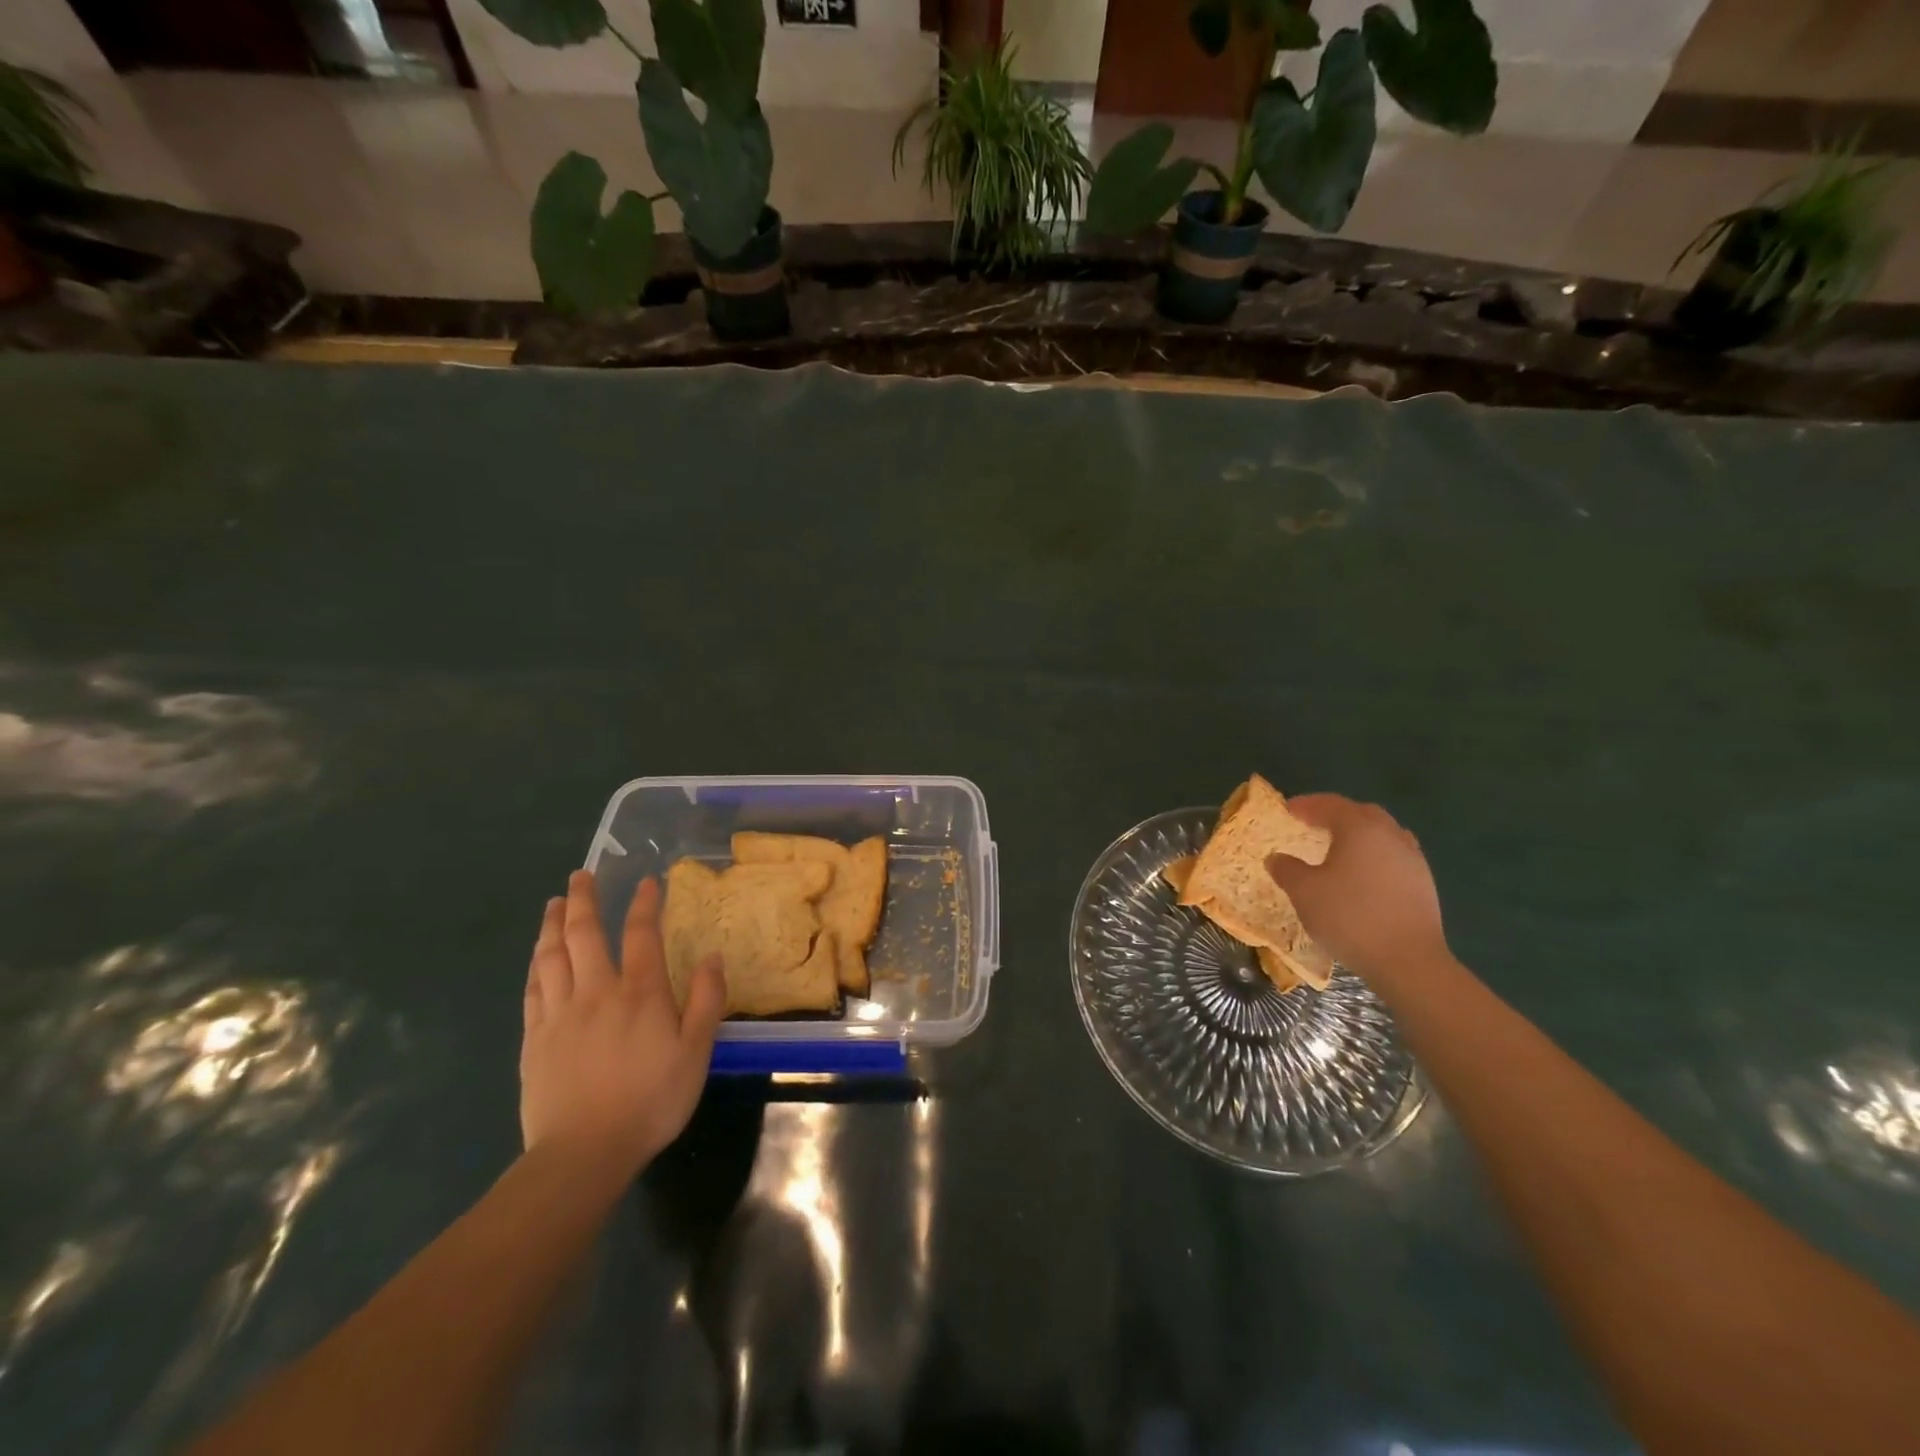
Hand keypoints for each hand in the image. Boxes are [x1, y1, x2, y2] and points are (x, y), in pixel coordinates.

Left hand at [520, 870, 725, 1175]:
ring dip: (553, 925)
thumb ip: (705, 1001)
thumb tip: (712, 956)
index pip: (642, 934)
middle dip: (584, 900)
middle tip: (580, 875)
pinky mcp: (535, 1039)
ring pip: (552, 957)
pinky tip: (538, 957)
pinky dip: (536, 965)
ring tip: (554, 904)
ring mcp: (560, 1014)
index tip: (647, 881)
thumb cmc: (651, 1100)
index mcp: (640, 993)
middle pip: (585, 935)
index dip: (645, 904)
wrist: (584, 1152)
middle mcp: (597, 991)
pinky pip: (533, 990)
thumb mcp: (696, 1052)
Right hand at [1265, 795, 1448, 983]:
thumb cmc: (1349, 917)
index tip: (1288, 809)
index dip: (1306, 805)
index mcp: (1360, 828)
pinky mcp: (1423, 884)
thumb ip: (1287, 869)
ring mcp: (1412, 859)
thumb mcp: (1304, 892)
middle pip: (1362, 813)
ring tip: (1339, 849)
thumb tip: (1276, 858)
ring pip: (1383, 834)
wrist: (1408, 961)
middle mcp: (1390, 835)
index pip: (1330, 805)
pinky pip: (1394, 856)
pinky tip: (1363, 875)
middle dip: (1336, 814)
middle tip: (1313, 824)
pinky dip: (1374, 856)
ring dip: (1359, 835)